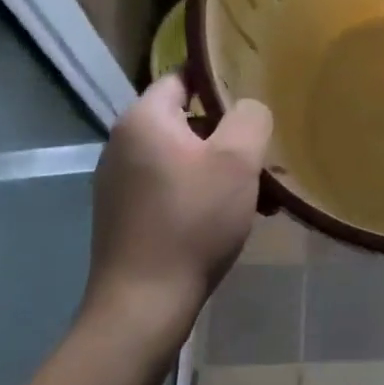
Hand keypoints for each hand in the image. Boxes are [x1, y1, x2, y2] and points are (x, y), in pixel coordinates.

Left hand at [83, 76, 273, 344]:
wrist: (142, 308)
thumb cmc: (191, 221)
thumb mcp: (237, 160)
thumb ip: (250, 117)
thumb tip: (248, 109)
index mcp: (143, 119)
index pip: (183, 76)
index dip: (220, 79)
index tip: (254, 92)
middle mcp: (123, 143)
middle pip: (186, 120)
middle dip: (228, 134)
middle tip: (264, 150)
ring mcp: (119, 183)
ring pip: (183, 157)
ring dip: (220, 168)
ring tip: (259, 192)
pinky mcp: (124, 216)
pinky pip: (171, 187)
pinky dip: (201, 192)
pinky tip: (232, 218)